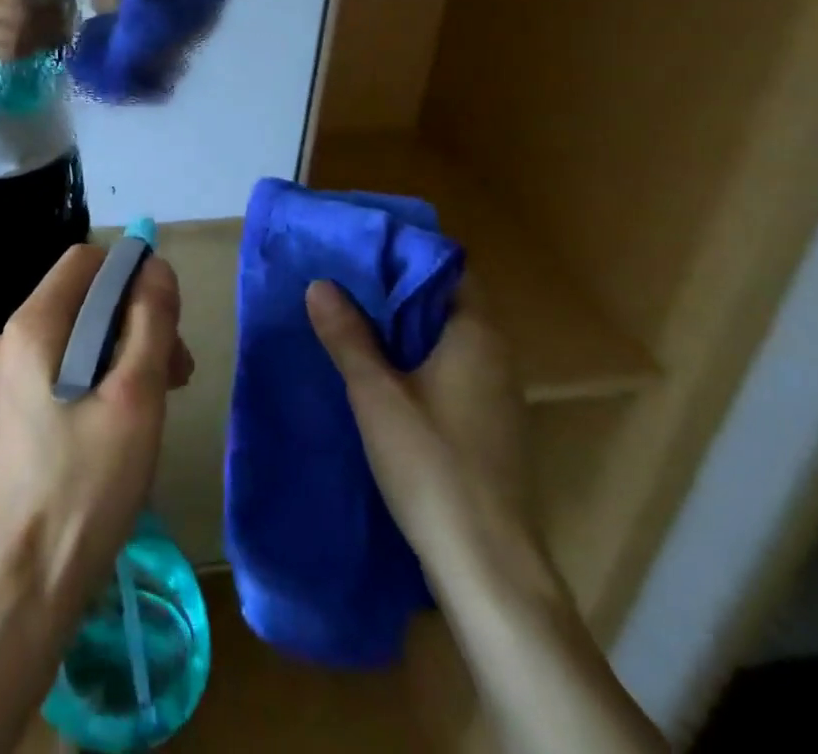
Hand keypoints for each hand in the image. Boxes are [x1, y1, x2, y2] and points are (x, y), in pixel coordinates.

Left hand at [0, 245, 194, 612]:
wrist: (28, 582)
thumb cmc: (88, 486)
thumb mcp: (136, 397)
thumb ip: (150, 321)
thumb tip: (155, 265)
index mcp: (32, 325)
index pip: (87, 261)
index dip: (132, 275)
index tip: (167, 321)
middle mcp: (9, 339)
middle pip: (83, 298)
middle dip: (134, 320)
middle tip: (176, 373)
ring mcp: (3, 376)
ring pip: (76, 333)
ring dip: (122, 350)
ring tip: (159, 400)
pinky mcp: (9, 408)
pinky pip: (60, 365)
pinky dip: (97, 374)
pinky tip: (122, 419)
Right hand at [306, 281, 540, 579]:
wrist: (487, 567)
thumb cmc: (432, 465)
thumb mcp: (375, 393)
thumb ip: (348, 335)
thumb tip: (321, 284)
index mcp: (477, 335)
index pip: (450, 269)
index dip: (408, 255)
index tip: (364, 250)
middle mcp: (496, 356)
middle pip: (446, 303)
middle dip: (397, 291)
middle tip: (345, 280)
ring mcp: (497, 395)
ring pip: (446, 340)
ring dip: (404, 329)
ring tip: (352, 319)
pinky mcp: (489, 429)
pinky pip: (450, 372)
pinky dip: (417, 362)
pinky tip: (379, 375)